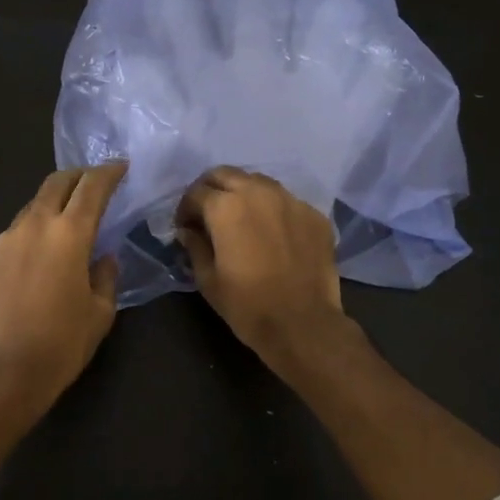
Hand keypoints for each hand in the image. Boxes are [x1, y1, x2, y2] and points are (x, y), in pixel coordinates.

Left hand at [0, 163, 127, 402]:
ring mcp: (3, 240)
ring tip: (63, 225)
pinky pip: (12, 236)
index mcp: (69, 234)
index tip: (120, 167)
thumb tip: (102, 256)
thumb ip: (105, 274)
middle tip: (93, 183)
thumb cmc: (63, 343)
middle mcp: (34, 225)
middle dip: (78, 176)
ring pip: (32, 208)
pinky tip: (34, 261)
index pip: (92, 187)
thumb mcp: (101, 311)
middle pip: (56, 183)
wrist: (6, 371)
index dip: (109, 172)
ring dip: (51, 207)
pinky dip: (29, 236)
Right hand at [174, 166, 352, 366]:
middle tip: (207, 214)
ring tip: (240, 219)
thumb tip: (188, 231)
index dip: (185, 209)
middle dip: (211, 190)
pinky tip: (271, 233)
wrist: (303, 324)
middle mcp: (258, 193)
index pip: (196, 192)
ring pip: (258, 182)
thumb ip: (195, 246)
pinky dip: (272, 210)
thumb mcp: (208, 279)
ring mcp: (291, 201)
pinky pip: (286, 201)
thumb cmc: (247, 305)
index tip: (185, 227)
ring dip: (242, 193)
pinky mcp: (314, 214)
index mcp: (226, 207)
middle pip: (225, 174)